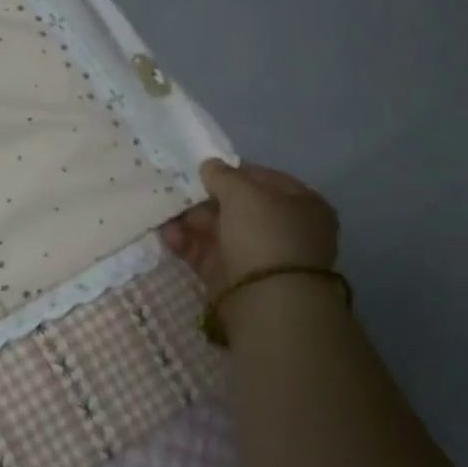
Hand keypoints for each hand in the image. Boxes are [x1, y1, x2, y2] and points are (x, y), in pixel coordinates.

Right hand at [160, 159, 338, 290]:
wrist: (267, 300)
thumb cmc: (264, 234)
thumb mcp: (243, 192)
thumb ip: (223, 175)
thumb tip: (210, 166)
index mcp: (302, 204)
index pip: (263, 179)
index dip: (233, 171)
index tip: (204, 169)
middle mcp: (283, 229)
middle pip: (237, 206)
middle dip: (205, 198)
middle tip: (178, 190)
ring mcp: (258, 255)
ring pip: (219, 229)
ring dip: (191, 219)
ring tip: (165, 212)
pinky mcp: (234, 277)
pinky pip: (207, 253)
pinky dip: (187, 242)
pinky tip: (168, 235)